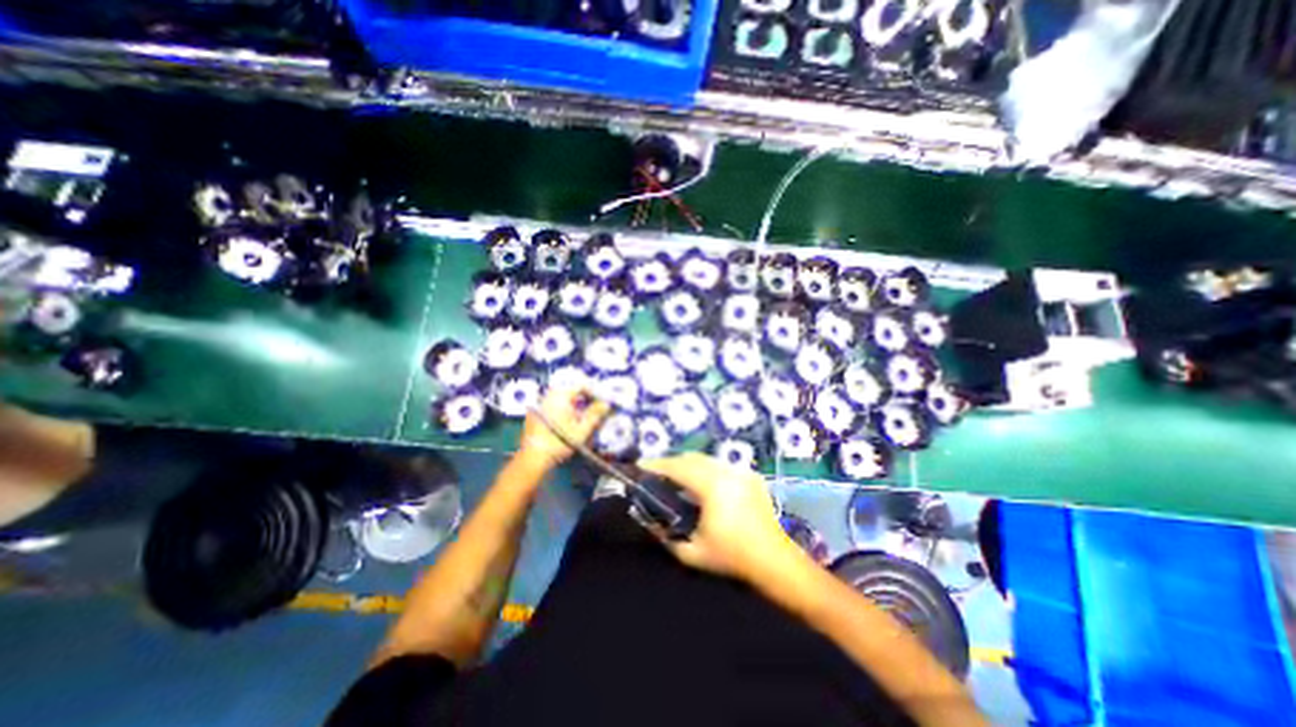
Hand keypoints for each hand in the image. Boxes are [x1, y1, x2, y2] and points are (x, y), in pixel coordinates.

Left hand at [520, 386, 610, 472]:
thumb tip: (606, 404)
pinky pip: (552, 403)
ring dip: (573, 402)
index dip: (593, 392)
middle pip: (570, 389)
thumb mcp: (582, 429)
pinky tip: (567, 419)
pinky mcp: (535, 412)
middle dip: (583, 396)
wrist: (534, 457)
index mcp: (560, 396)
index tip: (601, 401)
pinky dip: (562, 407)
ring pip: (561, 396)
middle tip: (593, 406)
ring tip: (581, 414)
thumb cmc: (560, 442)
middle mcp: (549, 395)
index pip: (580, 385)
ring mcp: (540, 403)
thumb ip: (595, 414)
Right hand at [637, 450, 801, 581]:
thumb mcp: (691, 553)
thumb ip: (665, 535)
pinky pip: (722, 466)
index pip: (678, 467)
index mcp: (712, 487)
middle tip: (656, 474)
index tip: (640, 466)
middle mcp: (727, 472)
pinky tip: (703, 485)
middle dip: (671, 463)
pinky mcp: (751, 476)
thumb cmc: (732, 557)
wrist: (774, 561)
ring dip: (689, 465)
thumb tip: (649, 519)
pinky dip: (707, 470)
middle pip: (692, 458)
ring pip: (707, 460)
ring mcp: (741, 472)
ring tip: (677, 478)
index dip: (657, 465)